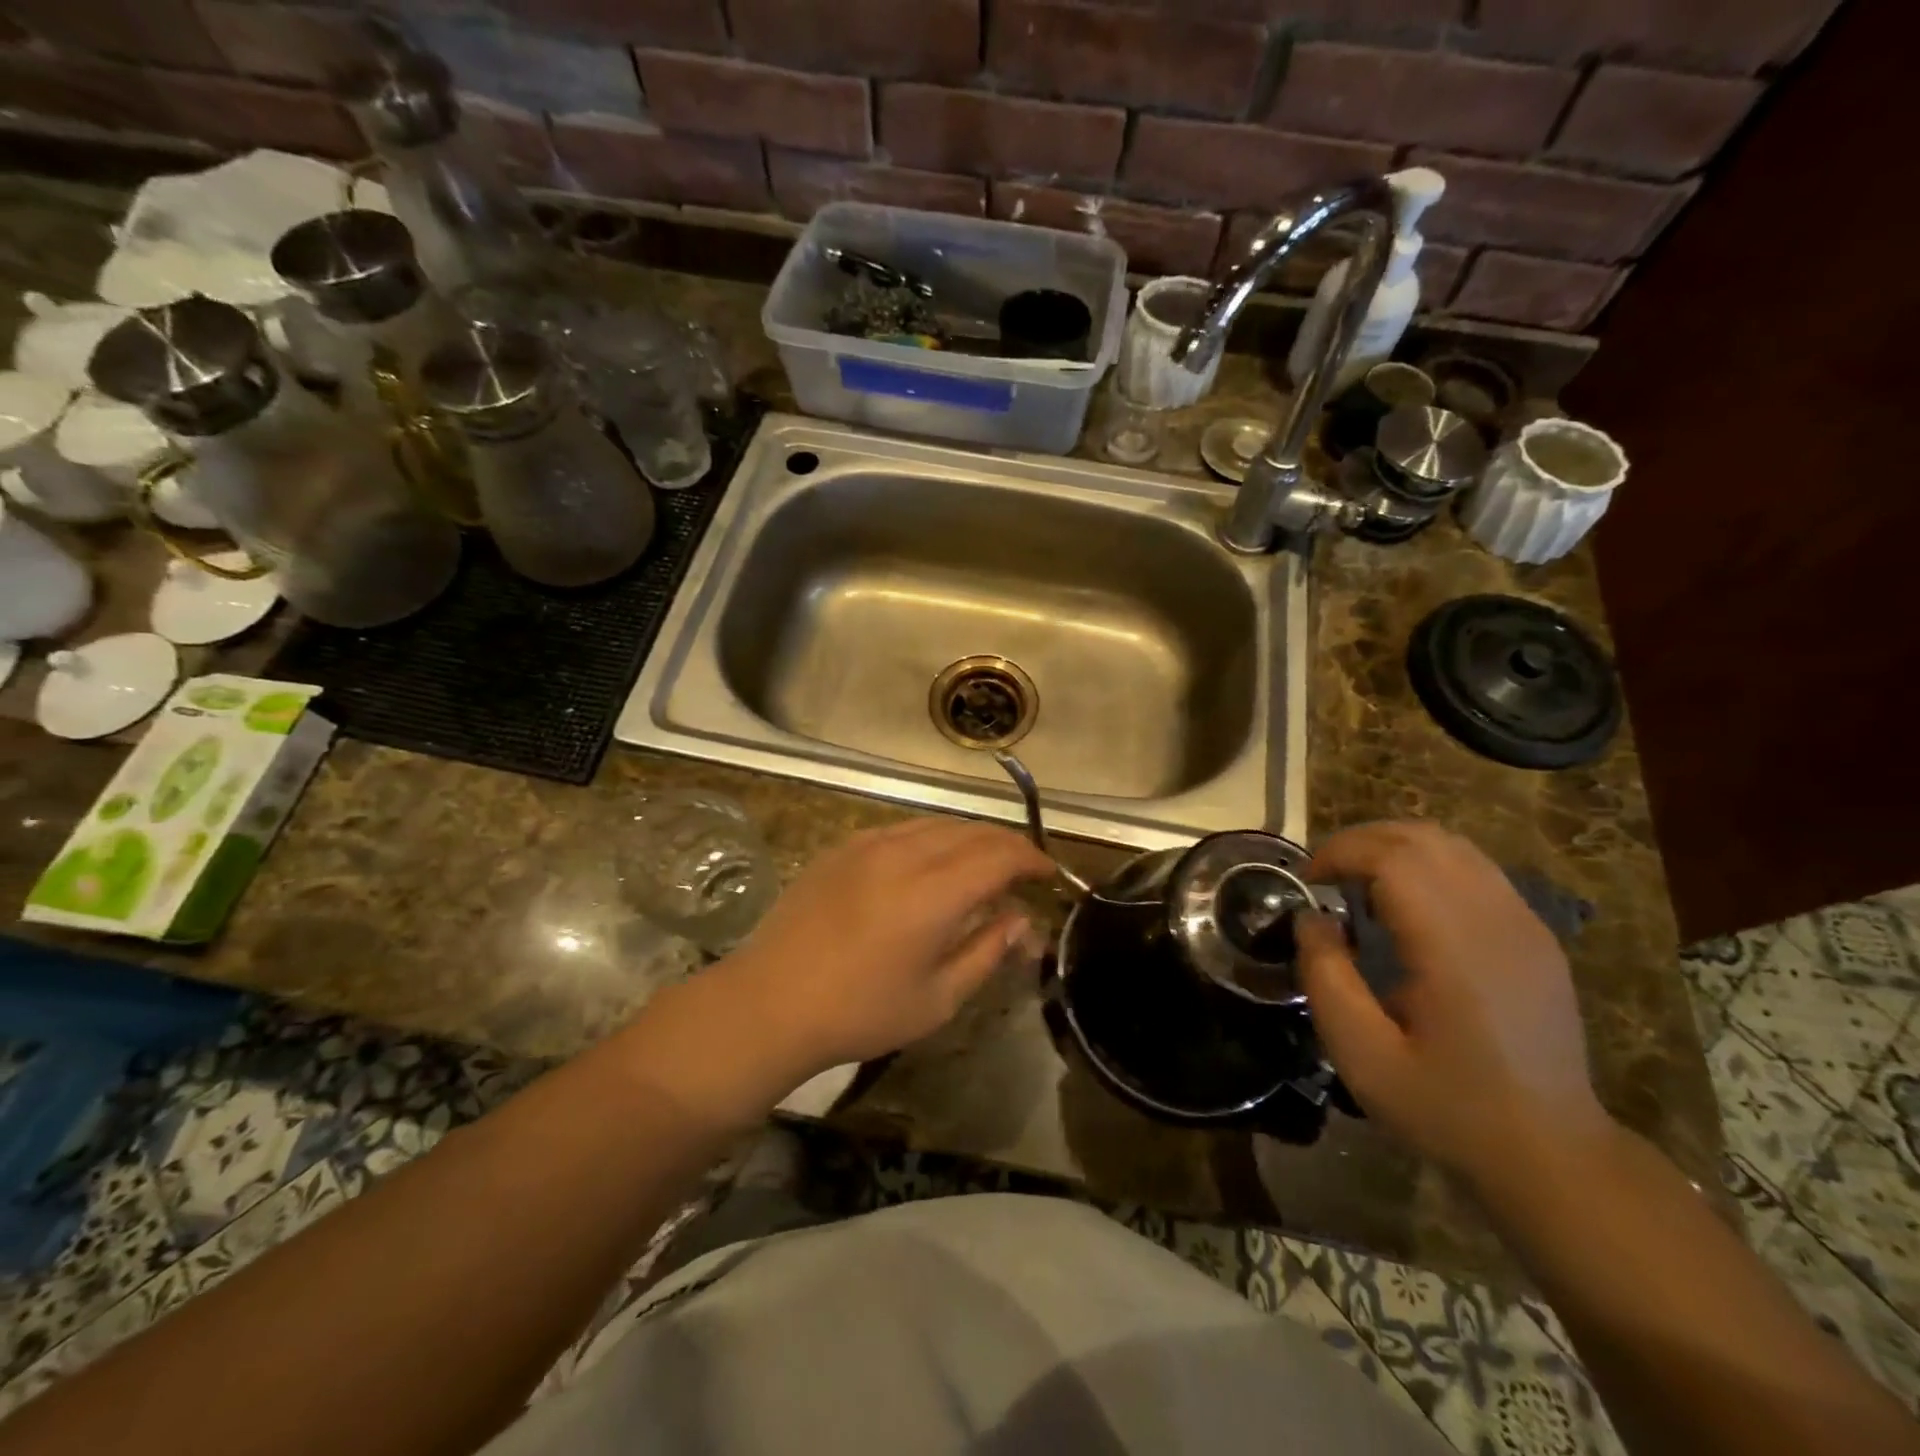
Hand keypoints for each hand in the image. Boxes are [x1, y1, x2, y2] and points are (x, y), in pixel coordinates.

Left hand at [716, 818, 1053, 1076]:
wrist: (769, 1002)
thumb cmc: (859, 1012)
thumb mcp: (936, 999)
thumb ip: (986, 952)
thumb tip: (1021, 921)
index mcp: (932, 892)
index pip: (999, 854)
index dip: (1031, 859)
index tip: (1048, 875)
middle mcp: (904, 853)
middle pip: (971, 831)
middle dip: (1006, 845)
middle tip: (1021, 873)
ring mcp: (868, 843)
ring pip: (936, 823)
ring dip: (970, 838)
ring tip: (982, 866)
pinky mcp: (842, 846)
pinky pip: (902, 828)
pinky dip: (932, 838)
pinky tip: (930, 865)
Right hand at [1296, 821, 1610, 1187]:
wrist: (1554, 1155)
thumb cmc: (1448, 1108)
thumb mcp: (1362, 1055)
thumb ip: (1325, 977)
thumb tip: (1311, 918)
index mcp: (1456, 948)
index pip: (1395, 857)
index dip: (1340, 852)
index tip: (1307, 881)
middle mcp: (1498, 921)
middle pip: (1424, 838)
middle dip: (1362, 841)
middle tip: (1324, 876)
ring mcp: (1525, 925)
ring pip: (1453, 845)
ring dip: (1395, 848)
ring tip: (1359, 884)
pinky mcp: (1536, 936)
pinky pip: (1475, 870)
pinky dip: (1427, 866)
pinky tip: (1406, 907)